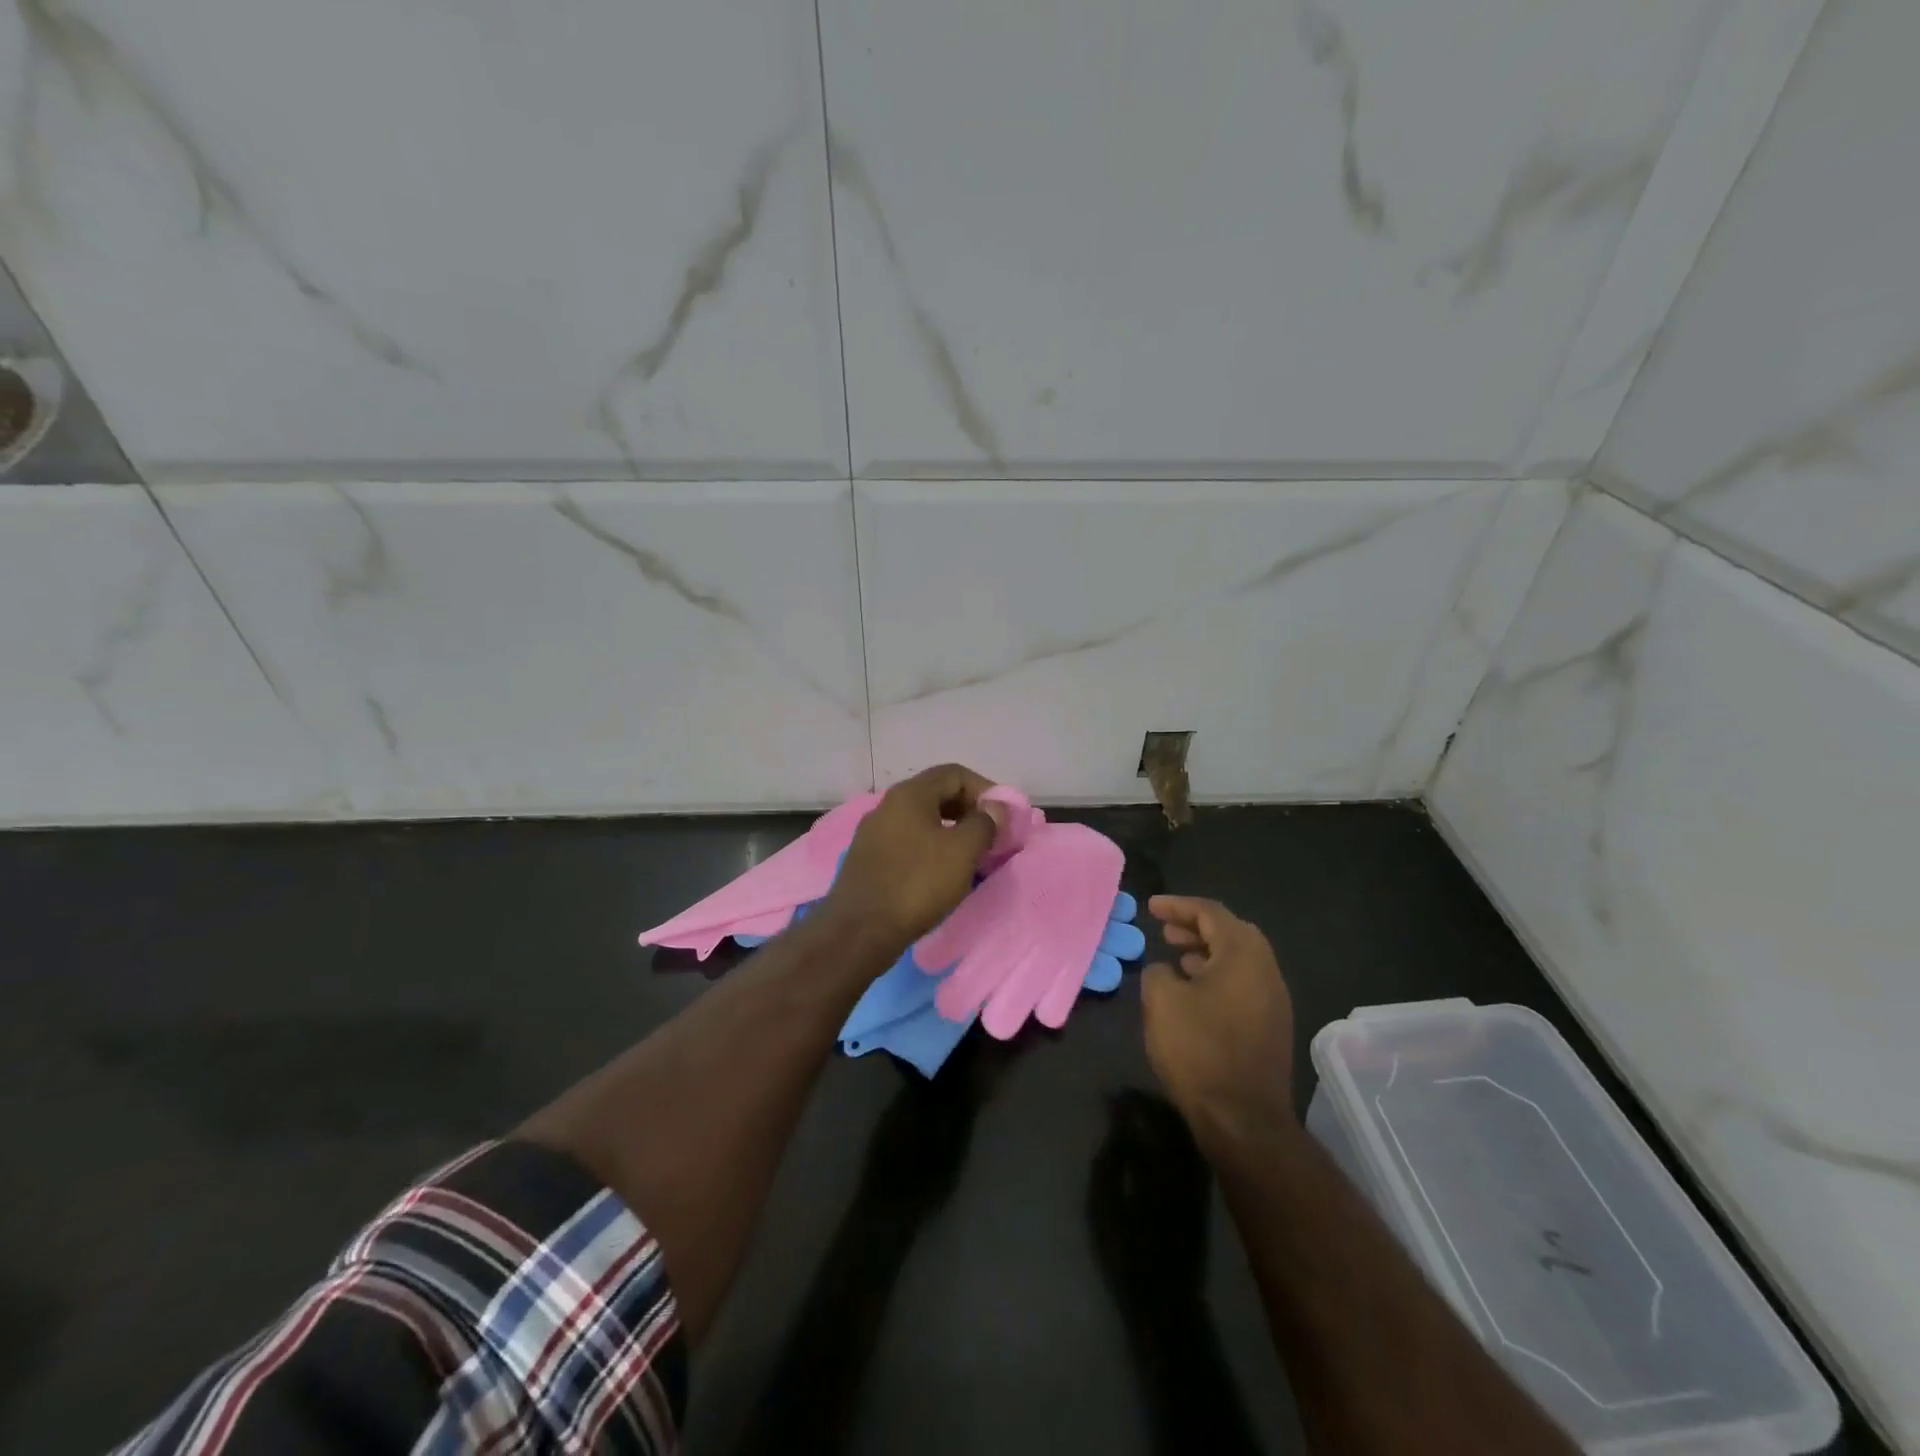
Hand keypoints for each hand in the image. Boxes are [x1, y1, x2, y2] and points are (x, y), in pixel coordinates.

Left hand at [821, 764, 1002, 958]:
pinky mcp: (868, 860)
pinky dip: (930, 850)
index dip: (985, 789)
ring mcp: (873, 833)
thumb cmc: (917, 883)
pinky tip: (941, 875)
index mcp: (909, 794)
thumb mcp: (962, 851)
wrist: (859, 931)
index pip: (954, 773)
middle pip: (937, 794)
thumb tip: (994, 808)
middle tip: (991, 837)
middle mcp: (887, 806)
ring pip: (922, 821)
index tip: (1002, 817)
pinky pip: (907, 843)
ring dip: (951, 833)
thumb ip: (984, 823)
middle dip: (969, 811)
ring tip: (971, 858)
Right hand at [1088, 1089, 1212, 1315]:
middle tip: (1124, 1097)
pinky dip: (1178, 1132)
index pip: (1140, 1122)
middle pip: (1167, 1120)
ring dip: (1164, 1113)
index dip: (1125, 1104)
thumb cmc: (1126, 1255)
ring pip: (1183, 1131)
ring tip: (1142, 1108)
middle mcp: (1180, 1167)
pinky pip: (1192, 1148)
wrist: (1168, 1300)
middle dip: (1146, 1103)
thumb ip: (1108, 1166)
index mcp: (1153, 1169)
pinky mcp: (1203, 1193)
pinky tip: (1165, 1132)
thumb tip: (1114, 1132)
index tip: (1109, 1096)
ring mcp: (1195, 1180)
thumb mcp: (1103, 1211)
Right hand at [1142, 897, 1294, 1143]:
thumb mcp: (1161, 1001)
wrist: (1243, 1119)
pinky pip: (1244, 984)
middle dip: (1196, 926)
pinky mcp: (1272, 1026)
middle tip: (1165, 930)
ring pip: (1239, 960)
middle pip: (1232, 932)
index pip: (1210, 912)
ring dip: (1207, 952)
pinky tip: (1194, 992)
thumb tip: (1165, 971)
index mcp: (1243, 955)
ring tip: (1176, 957)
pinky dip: (1217, 975)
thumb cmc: (1199, 1049)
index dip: (1178, 905)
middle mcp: (1266, 970)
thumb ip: (1157, 972)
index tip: (1151, 907)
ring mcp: (1274, 1000)